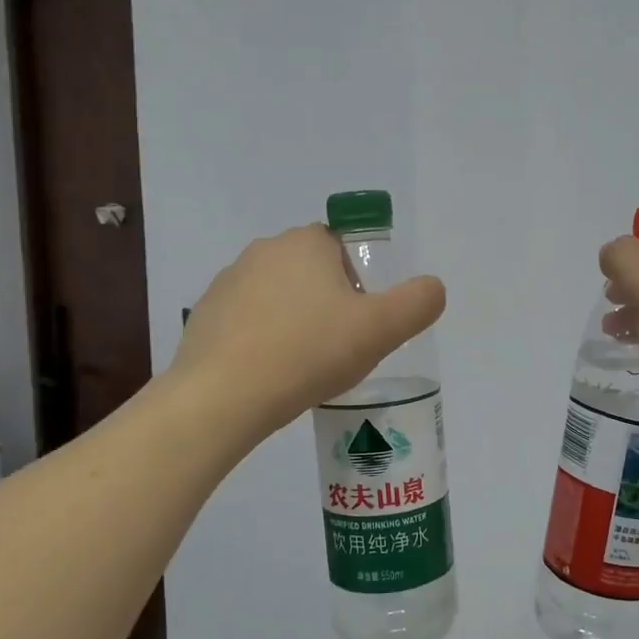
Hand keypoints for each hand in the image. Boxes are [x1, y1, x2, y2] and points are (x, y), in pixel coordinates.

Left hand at [172, 225, 446, 440]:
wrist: (224, 395)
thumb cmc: (309, 352)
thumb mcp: (380, 330)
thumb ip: (417, 303)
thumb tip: (434, 287)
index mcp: (305, 243)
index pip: (341, 247)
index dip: (357, 282)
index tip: (359, 321)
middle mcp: (263, 251)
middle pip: (309, 271)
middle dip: (326, 303)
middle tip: (337, 347)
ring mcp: (227, 282)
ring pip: (276, 296)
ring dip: (293, 321)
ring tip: (302, 366)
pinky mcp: (204, 315)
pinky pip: (245, 322)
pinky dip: (260, 340)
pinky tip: (268, 375)